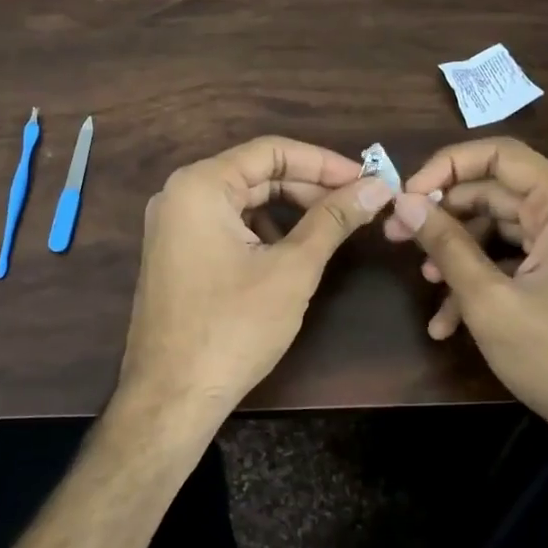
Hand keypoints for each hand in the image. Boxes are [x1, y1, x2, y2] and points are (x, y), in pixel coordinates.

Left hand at [117, 137, 394, 441]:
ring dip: (289, 210)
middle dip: (309, 187)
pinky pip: (226, 226)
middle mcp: (179, 195)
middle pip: (256, 174)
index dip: (324, 162)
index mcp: (200, 185)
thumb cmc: (233, 328)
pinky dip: (263, 231)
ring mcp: (172, 226)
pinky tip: (292, 252)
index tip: (366, 179)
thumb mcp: (292, 269)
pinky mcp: (175, 254)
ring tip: (332, 228)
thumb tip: (376, 186)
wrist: (171, 396)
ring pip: (242, 201)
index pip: (271, 151)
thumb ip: (333, 219)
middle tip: (357, 205)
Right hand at [384, 138, 547, 464]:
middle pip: (494, 193)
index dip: (446, 167)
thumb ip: (446, 243)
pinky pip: (514, 261)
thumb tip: (404, 202)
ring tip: (426, 286)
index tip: (406, 195)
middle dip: (443, 216)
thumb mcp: (489, 300)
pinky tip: (448, 321)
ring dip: (458, 255)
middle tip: (396, 238)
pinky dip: (481, 281)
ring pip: (499, 231)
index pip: (499, 155)